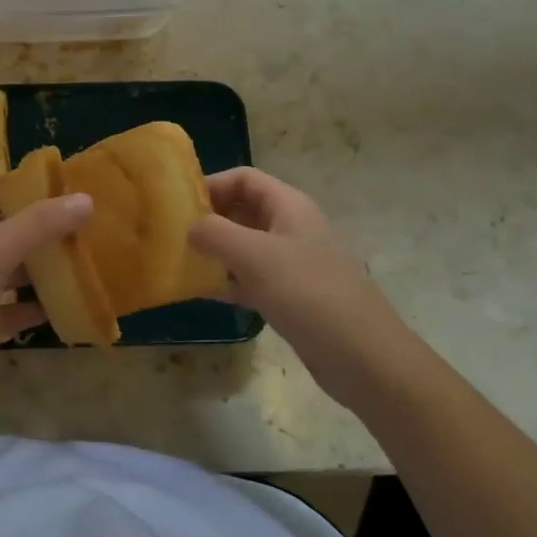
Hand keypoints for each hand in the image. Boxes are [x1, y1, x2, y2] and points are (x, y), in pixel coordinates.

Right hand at [187, 167, 409, 393]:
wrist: (365, 358)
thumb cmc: (309, 294)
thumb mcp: (255, 256)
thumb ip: (215, 233)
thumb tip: (189, 226)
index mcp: (288, 206)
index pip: (244, 178)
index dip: (211, 184)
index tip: (178, 204)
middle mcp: (290, 228)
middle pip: (242, 210)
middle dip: (208, 218)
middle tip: (171, 233)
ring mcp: (292, 264)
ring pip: (244, 246)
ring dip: (214, 252)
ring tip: (180, 261)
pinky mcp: (290, 297)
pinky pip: (250, 279)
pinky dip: (227, 281)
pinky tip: (201, 293)